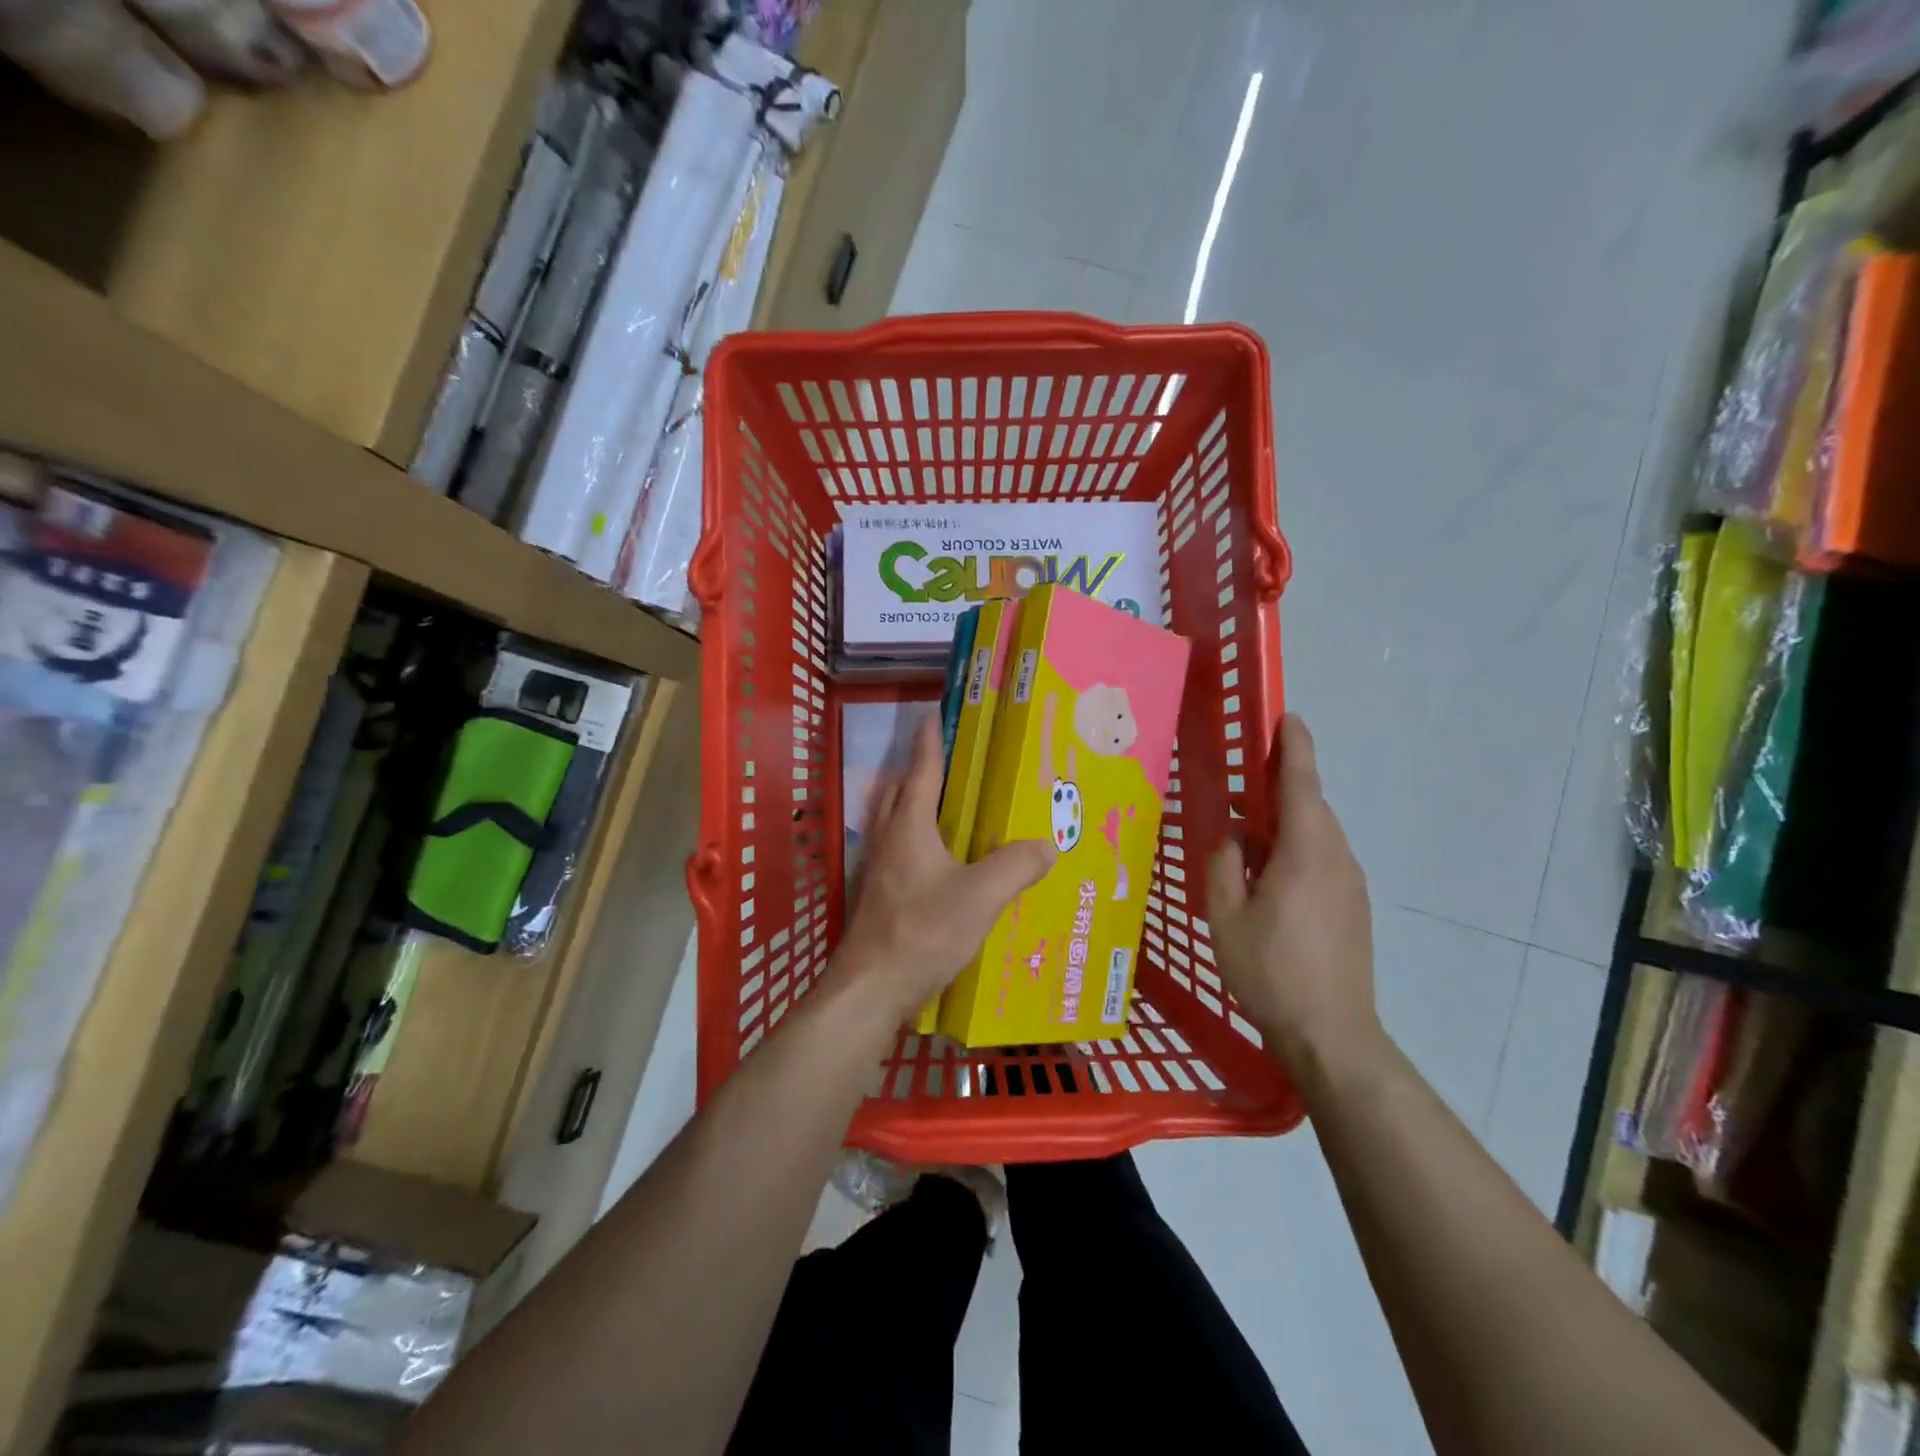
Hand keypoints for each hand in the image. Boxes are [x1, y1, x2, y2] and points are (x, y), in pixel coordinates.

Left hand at [834, 716, 1054, 1024]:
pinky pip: (898, 852)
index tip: (934, 714)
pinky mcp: (877, 896)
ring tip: (949, 809)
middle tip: (952, 764)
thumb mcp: (980, 896)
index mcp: (909, 826)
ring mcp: (877, 869)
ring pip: (894, 822)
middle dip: (920, 771)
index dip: (930, 741)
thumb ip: (1016, 866)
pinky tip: (940, 864)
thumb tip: (1046, 844)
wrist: (870, 988)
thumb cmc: (922, 931)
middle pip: (900, 792)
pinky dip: (915, 841)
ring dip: (915, 806)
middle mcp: (888, 839)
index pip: (921, 770)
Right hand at [1207, 714, 1382, 1074]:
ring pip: (1316, 834)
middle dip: (1279, 786)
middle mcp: (1336, 858)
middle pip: (1310, 806)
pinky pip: (1322, 859)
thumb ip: (1224, 865)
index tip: (1286, 716)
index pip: (1302, 783)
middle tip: (1240, 785)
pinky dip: (1294, 849)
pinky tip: (1266, 876)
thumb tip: (1233, 837)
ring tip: (1244, 835)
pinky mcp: (1353, 906)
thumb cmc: (1270, 970)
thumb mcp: (1226, 915)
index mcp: (1306, 852)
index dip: (1294, 746)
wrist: (1332, 1033)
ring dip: (1284, 822)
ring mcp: (1350, 883)